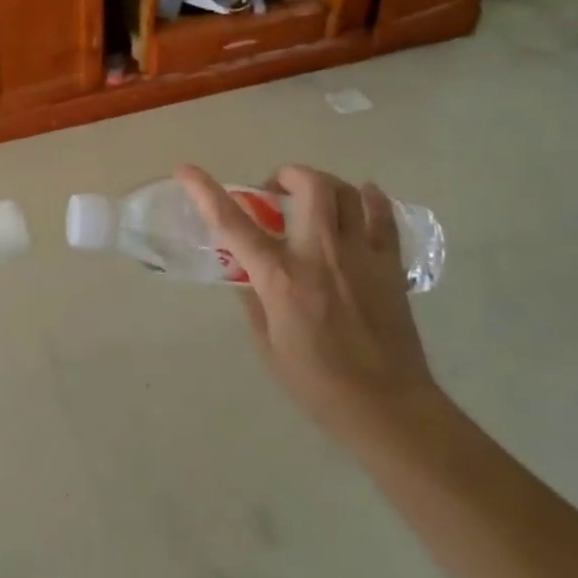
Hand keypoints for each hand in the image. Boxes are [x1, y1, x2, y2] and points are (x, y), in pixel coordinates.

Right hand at [177, 165, 439, 436]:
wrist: (386, 407)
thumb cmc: (317, 383)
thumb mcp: (268, 344)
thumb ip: (254, 299)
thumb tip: (245, 271)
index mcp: (281, 277)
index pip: (233, 224)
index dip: (205, 192)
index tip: (186, 169)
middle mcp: (320, 255)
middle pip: (308, 186)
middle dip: (286, 175)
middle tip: (275, 193)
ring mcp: (361, 256)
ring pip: (346, 192)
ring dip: (323, 184)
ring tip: (313, 198)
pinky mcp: (391, 265)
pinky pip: (383, 216)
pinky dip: (370, 199)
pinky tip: (362, 198)